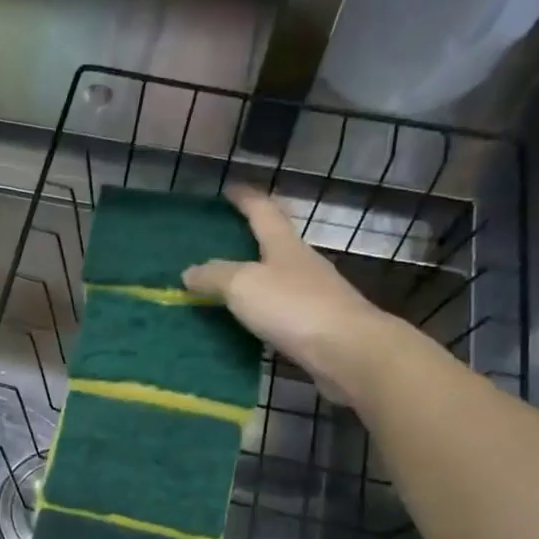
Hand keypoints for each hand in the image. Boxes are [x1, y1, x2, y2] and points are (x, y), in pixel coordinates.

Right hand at [183, 185, 407, 401]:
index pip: (263, 212)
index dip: (246, 198)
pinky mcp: (317, 326)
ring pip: (279, 278)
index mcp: (285, 245)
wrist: (348, 351)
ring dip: (256, 277)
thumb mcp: (244, 286)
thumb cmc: (294, 307)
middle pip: (275, 243)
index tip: (231, 188)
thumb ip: (215, 277)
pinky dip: (263, 311)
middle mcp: (302, 264)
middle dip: (252, 237)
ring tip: (227, 285)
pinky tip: (249, 322)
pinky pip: (281, 311)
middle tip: (224, 238)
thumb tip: (189, 271)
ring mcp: (314, 295)